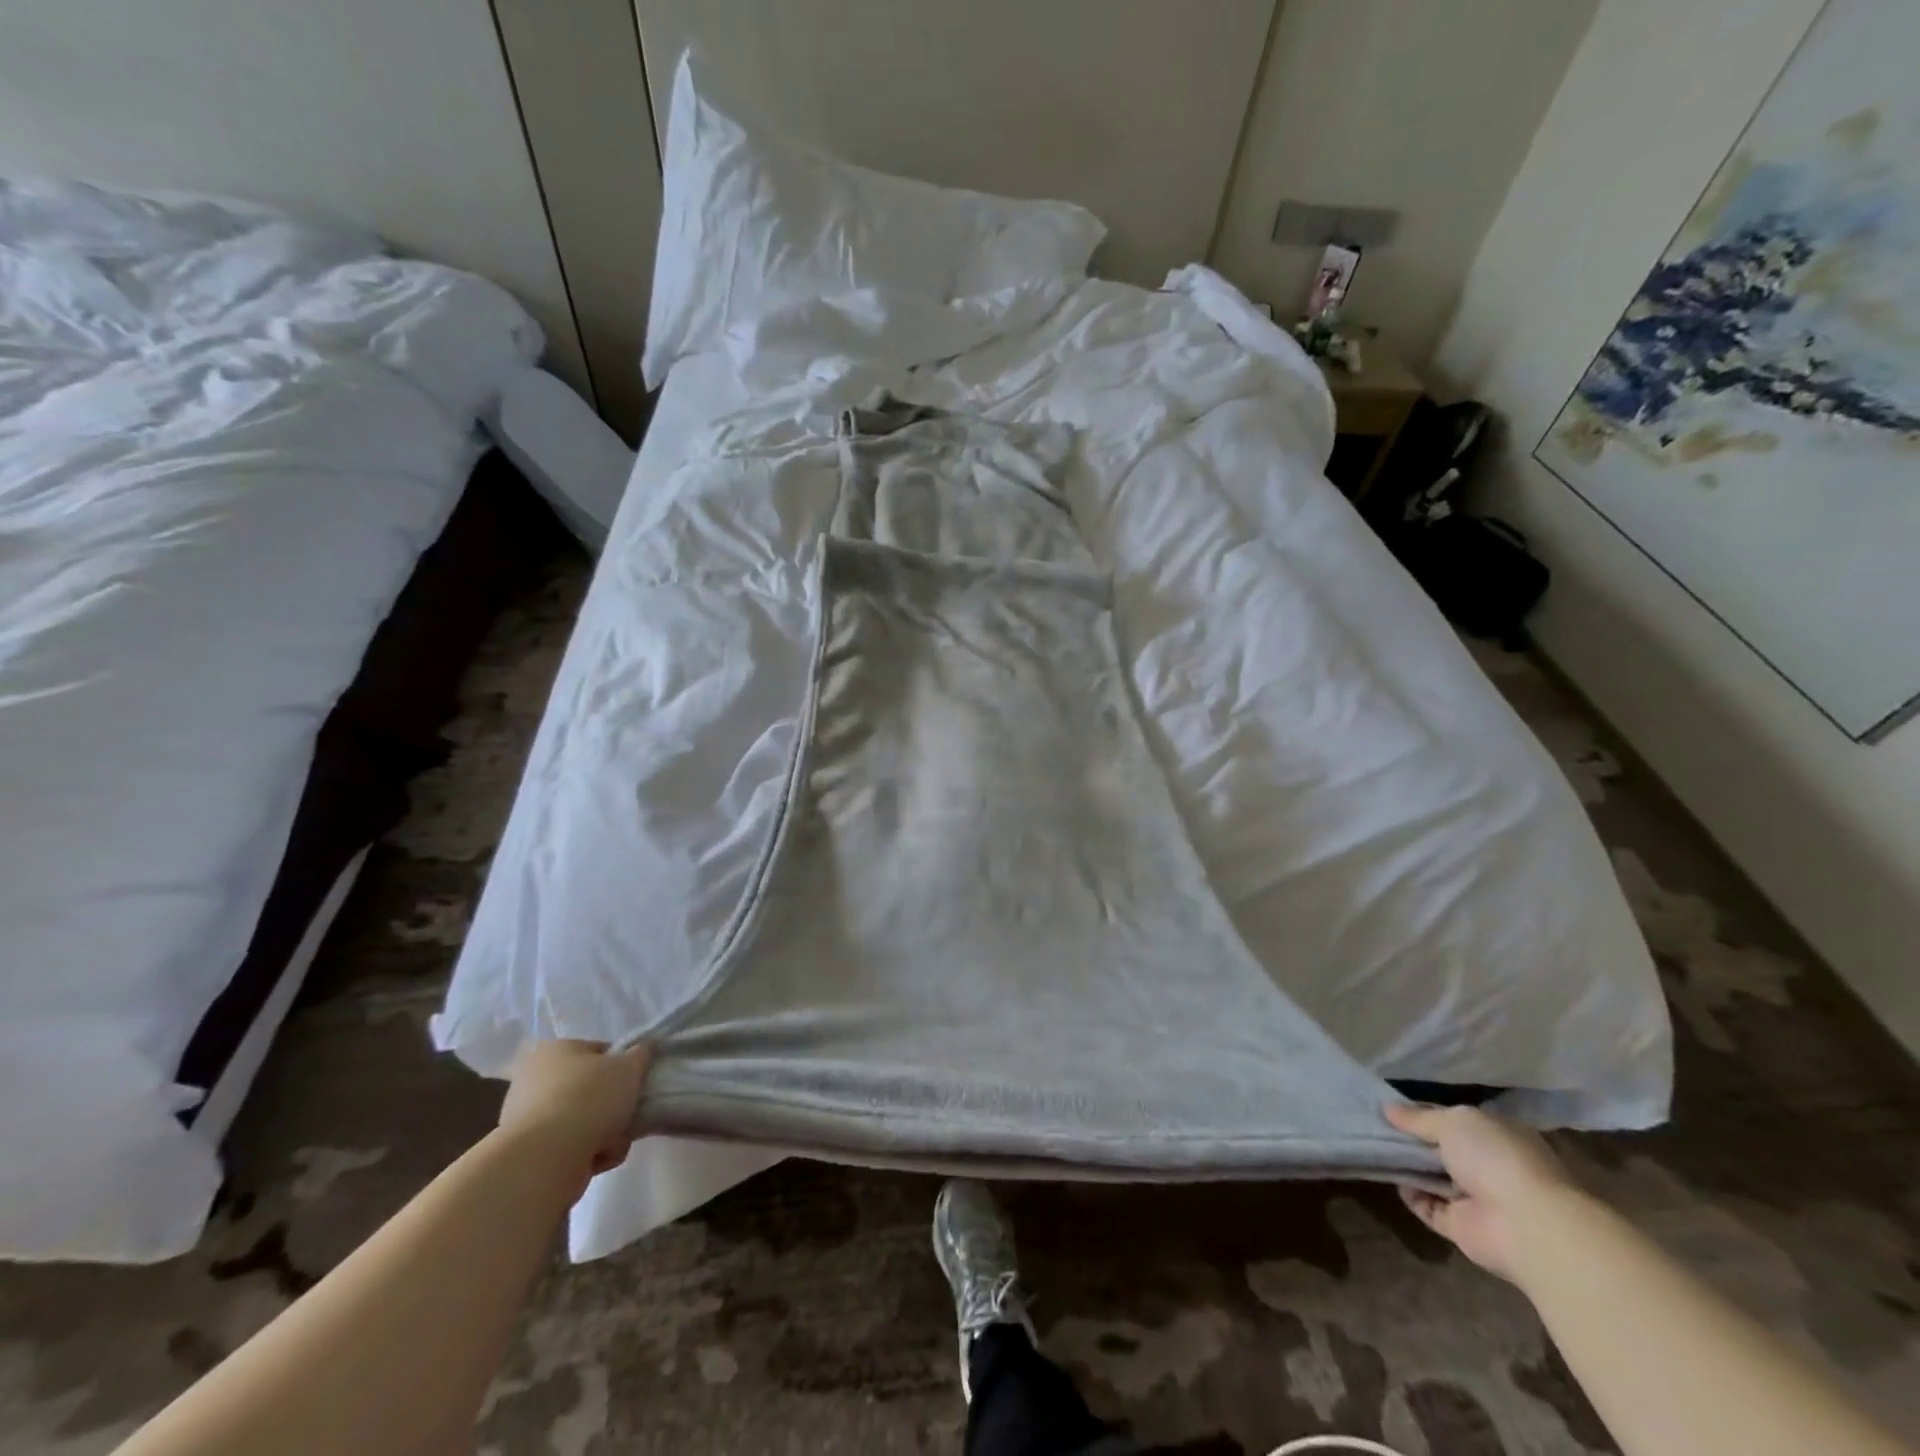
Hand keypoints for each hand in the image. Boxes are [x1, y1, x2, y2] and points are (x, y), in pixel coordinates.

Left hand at [498, 1040, 651, 1184]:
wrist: (545, 1159)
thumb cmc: (589, 1099)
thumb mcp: (629, 1066)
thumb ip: (640, 1055)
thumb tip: (641, 1051)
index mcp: (555, 1049)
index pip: (600, 1052)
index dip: (623, 1066)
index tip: (635, 1083)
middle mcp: (534, 1079)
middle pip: (591, 1090)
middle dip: (613, 1106)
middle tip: (627, 1114)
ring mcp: (527, 1119)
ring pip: (583, 1121)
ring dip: (604, 1133)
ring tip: (613, 1142)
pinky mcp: (528, 1153)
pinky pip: (570, 1147)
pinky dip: (587, 1154)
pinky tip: (596, 1159)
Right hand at [1386, 1103, 1583, 1281]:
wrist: (1527, 1227)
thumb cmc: (1496, 1159)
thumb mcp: (1453, 1122)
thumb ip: (1419, 1118)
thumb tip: (1388, 1109)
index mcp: (1497, 1135)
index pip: (1455, 1120)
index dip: (1424, 1113)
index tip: (1392, 1109)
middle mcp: (1490, 1166)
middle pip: (1443, 1149)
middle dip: (1413, 1140)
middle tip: (1375, 1126)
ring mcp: (1478, 1199)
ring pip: (1435, 1178)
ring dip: (1409, 1166)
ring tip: (1373, 1148)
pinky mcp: (1464, 1228)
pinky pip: (1430, 1207)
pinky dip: (1411, 1195)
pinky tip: (1392, 1178)